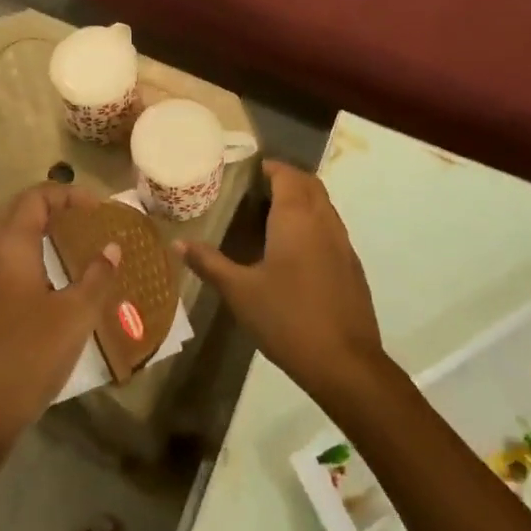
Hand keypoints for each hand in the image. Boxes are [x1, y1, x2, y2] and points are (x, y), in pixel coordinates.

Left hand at [0, 182, 124, 452]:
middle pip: (15, 210)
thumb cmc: (29, 355)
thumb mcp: (76, 315)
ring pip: (3, 235)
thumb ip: (97, 276)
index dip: (67, 194)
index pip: (35, 198)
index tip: (97, 208)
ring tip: (69, 242)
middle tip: (83, 219)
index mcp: (10, 246)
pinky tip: (46, 279)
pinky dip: (23, 253)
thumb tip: (112, 248)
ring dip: (34, 229)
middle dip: (49, 206)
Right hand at [176, 161, 385, 406]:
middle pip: (309, 184)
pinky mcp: (352, 266)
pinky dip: (313, 224)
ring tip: (271, 217)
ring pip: (324, 206)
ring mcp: (343, 243)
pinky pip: (331, 229)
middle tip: (255, 191)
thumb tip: (177, 242)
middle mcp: (323, 221)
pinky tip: (294, 252)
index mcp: (296, 217)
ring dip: (302, 201)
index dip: (269, 167)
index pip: (287, 174)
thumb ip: (209, 263)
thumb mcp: (239, 291)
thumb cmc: (287, 318)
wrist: (345, 363)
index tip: (246, 172)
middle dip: (286, 179)